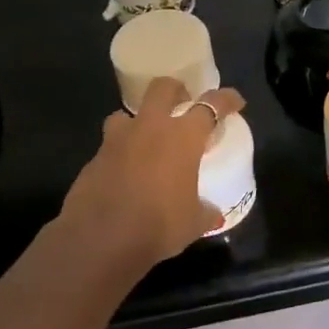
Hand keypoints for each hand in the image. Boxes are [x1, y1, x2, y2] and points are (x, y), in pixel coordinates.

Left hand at [60, 79, 246, 268]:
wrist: (101, 239)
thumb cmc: (159, 225)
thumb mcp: (193, 222)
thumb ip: (205, 211)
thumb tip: (213, 213)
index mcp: (183, 137)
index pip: (211, 105)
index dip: (226, 99)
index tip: (235, 101)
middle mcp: (149, 128)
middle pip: (162, 88)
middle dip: (175, 90)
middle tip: (183, 104)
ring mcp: (117, 140)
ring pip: (126, 114)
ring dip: (137, 123)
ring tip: (145, 142)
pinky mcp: (93, 159)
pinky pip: (109, 147)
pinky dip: (120, 155)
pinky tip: (124, 175)